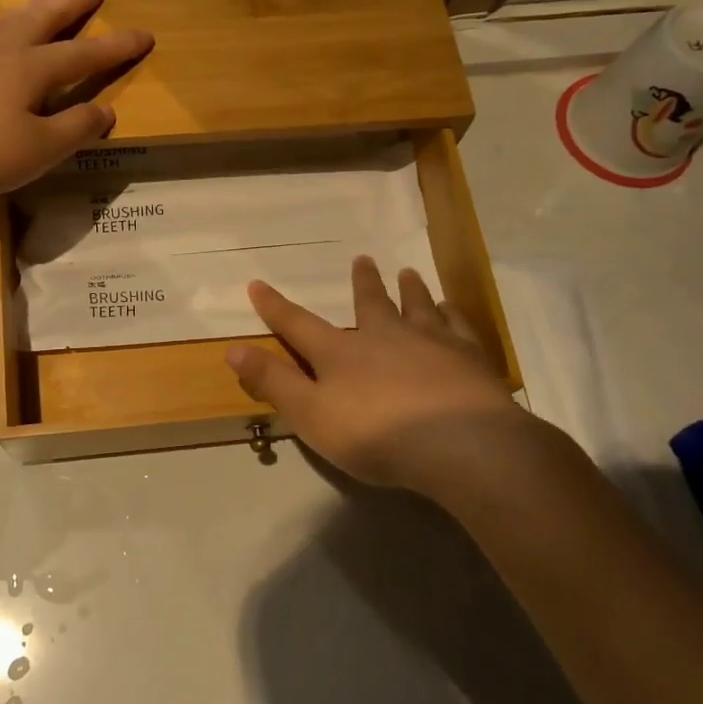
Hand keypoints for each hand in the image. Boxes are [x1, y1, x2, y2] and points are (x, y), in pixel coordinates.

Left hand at [0, 0, 152, 209]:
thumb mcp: (43, 149)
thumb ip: (77, 128)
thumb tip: (105, 110)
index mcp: (33, 70)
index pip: (84, 56)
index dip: (116, 47)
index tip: (146, 35)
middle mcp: (4, 56)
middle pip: (44, 23)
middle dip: (72, 6)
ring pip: (7, 26)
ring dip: (31, 8)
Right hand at [226, 256, 541, 499]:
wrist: (460, 444)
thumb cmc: (376, 434)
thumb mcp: (311, 415)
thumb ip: (274, 382)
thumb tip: (233, 349)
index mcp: (340, 353)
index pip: (298, 324)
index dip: (275, 307)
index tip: (257, 284)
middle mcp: (384, 336)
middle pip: (369, 303)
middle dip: (362, 283)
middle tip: (363, 259)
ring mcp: (431, 342)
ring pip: (418, 306)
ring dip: (410, 290)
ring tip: (409, 273)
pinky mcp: (469, 357)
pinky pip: (459, 326)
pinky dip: (453, 314)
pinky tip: (453, 309)